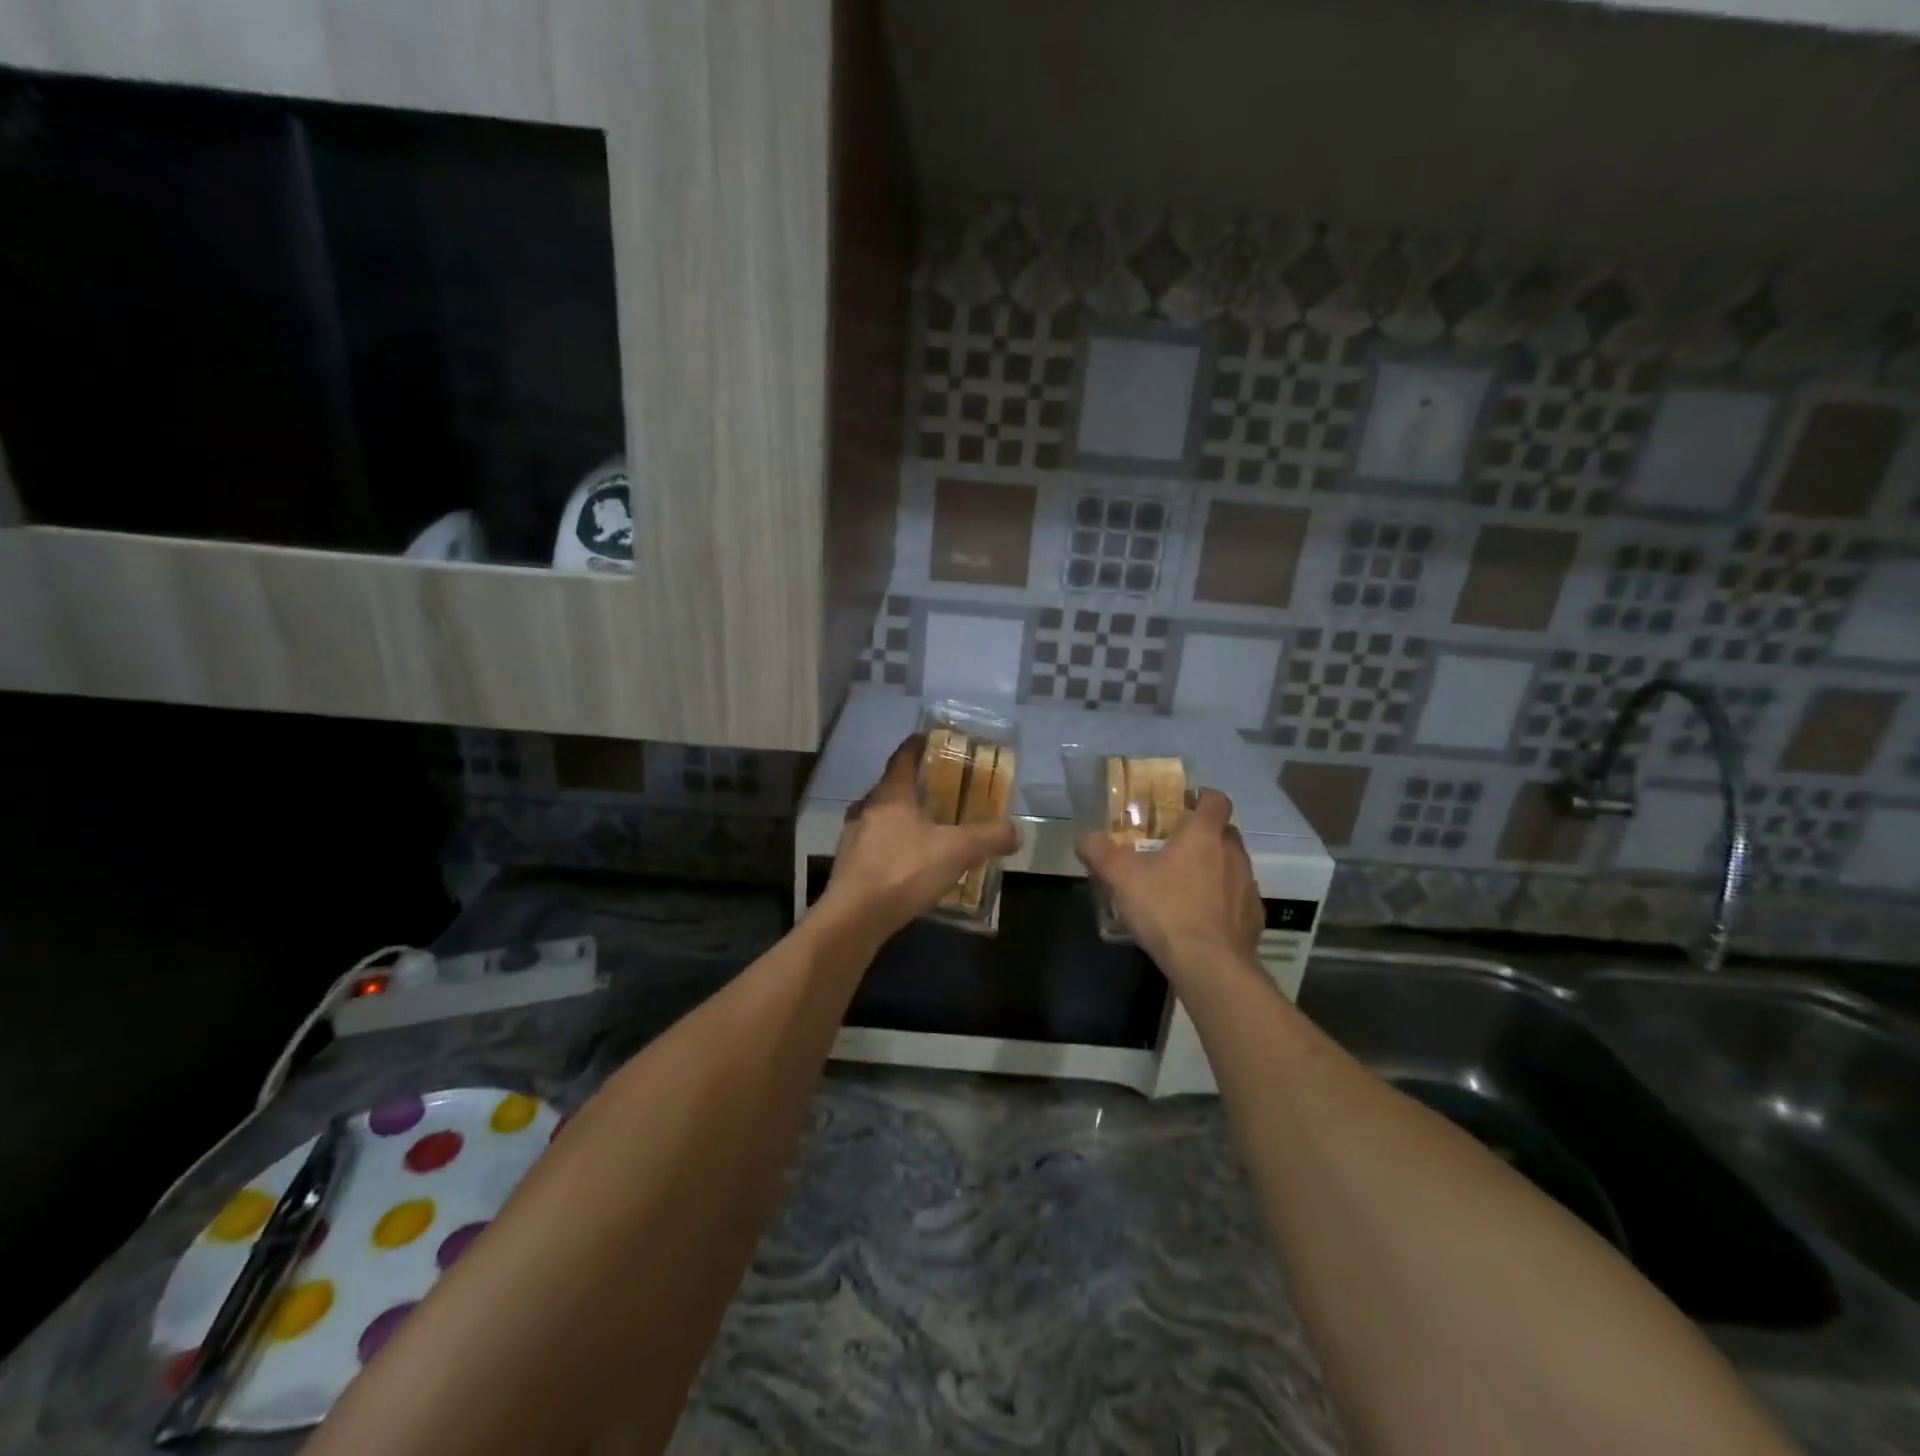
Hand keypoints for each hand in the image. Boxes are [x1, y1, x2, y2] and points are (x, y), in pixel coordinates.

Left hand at [817, 735, 1019, 944]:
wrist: (854, 918)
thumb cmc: (904, 871)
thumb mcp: (956, 852)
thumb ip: (989, 837)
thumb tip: (1015, 831)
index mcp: (890, 794)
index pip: (903, 757)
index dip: (917, 744)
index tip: (931, 738)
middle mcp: (867, 808)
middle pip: (892, 787)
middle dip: (915, 785)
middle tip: (940, 788)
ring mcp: (853, 836)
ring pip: (882, 816)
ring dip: (903, 817)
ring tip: (928, 827)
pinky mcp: (849, 864)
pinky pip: (876, 843)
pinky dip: (894, 844)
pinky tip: (910, 862)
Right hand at [1078, 788, 1262, 974]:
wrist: (1209, 966)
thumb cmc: (1167, 910)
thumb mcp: (1121, 878)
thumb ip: (1101, 852)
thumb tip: (1087, 838)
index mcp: (1205, 836)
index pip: (1216, 800)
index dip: (1203, 797)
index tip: (1185, 804)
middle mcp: (1233, 854)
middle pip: (1225, 832)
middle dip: (1205, 835)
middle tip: (1176, 848)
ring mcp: (1248, 887)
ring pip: (1233, 866)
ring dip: (1215, 869)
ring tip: (1186, 886)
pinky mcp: (1254, 918)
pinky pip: (1238, 899)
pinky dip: (1223, 901)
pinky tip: (1202, 919)